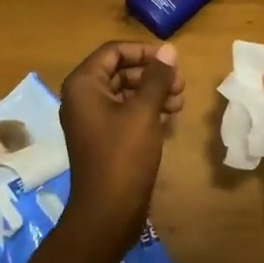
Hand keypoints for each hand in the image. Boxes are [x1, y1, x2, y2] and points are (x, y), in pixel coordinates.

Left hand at [59, 41, 183, 231]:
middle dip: (152, 74)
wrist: (107, 212)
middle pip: (120, 71)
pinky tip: (170, 119)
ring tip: (180, 102)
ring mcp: (91, 119)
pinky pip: (125, 113)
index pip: (114, 51)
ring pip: (126, 92)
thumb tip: (169, 50)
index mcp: (84, 84)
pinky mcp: (103, 138)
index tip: (172, 60)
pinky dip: (147, 111)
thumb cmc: (123, 155)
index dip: (144, 51)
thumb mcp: (144, 112)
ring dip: (153, 93)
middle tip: (181, 84)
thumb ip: (157, 78)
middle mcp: (82, 97)